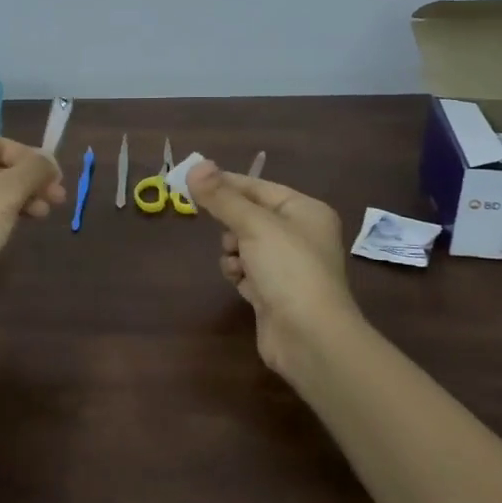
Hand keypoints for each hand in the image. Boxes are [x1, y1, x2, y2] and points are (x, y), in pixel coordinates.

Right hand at [185, 162, 358, 378]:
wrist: (310, 337)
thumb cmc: (288, 269)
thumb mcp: (253, 225)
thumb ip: (222, 197)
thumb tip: (195, 165)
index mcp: (305, 211)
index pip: (258, 187)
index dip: (226, 183)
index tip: (192, 181)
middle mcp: (300, 234)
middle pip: (250, 216)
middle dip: (231, 224)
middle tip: (225, 232)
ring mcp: (288, 266)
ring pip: (244, 244)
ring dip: (233, 251)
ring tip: (237, 263)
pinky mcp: (275, 292)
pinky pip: (247, 270)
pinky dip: (239, 273)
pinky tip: (240, 282)